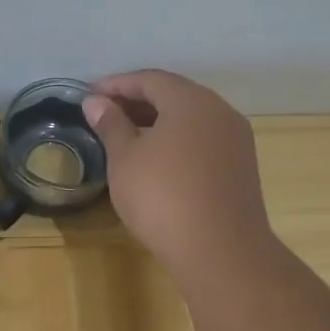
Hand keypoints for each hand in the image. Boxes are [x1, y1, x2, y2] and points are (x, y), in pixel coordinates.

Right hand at [82, 70, 275, 280]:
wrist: (221, 251)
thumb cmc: (163, 196)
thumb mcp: (125, 159)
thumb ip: (111, 125)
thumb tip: (96, 102)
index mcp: (191, 101)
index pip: (150, 79)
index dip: (117, 84)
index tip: (89, 94)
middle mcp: (219, 111)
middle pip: (174, 94)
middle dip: (137, 100)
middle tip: (104, 113)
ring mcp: (235, 140)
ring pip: (190, 118)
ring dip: (157, 120)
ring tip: (125, 135)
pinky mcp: (240, 167)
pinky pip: (202, 139)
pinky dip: (176, 139)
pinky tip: (156, 159)